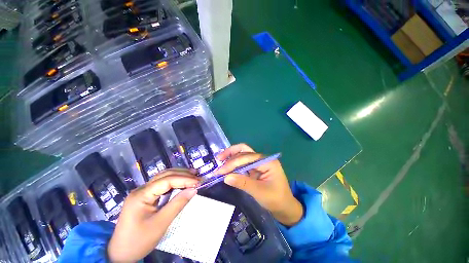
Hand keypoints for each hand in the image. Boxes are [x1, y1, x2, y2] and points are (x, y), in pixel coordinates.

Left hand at [107, 169, 199, 262]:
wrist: (120, 254)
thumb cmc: (139, 241)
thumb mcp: (160, 224)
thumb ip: (177, 204)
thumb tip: (193, 190)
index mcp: (141, 195)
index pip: (167, 180)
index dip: (184, 179)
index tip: (198, 182)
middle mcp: (141, 189)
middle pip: (165, 175)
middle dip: (183, 174)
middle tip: (197, 175)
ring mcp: (142, 192)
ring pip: (163, 177)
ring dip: (179, 175)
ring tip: (192, 175)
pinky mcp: (145, 197)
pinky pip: (161, 184)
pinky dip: (174, 181)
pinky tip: (181, 182)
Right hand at [217, 144, 302, 226]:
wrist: (285, 207)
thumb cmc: (275, 200)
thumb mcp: (259, 192)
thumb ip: (243, 183)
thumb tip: (226, 177)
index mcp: (268, 162)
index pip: (247, 158)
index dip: (233, 163)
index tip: (220, 171)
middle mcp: (263, 159)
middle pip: (245, 151)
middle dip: (231, 155)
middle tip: (219, 159)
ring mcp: (259, 162)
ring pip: (244, 154)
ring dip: (232, 156)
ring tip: (221, 159)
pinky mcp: (256, 167)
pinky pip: (244, 162)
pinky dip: (235, 162)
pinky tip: (228, 165)